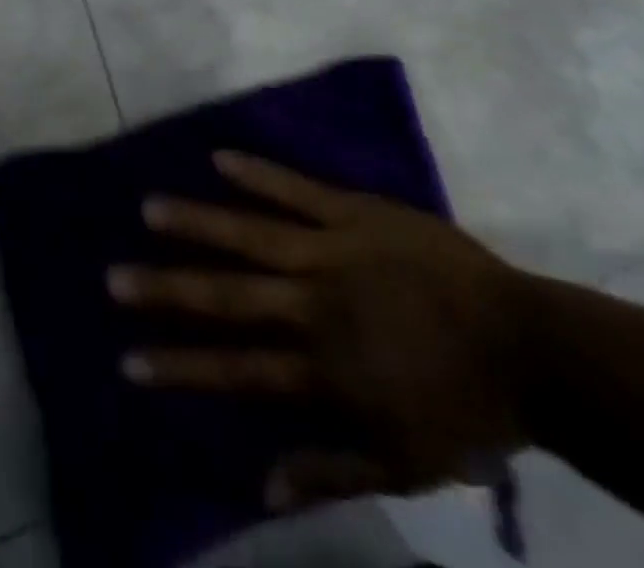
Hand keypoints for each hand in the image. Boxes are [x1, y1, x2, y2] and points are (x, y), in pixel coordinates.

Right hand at [108, 152, 528, 510]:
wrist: (528, 345)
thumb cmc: (463, 409)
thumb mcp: (402, 464)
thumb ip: (329, 470)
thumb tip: (259, 485)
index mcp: (322, 366)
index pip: (233, 366)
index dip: (178, 364)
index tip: (128, 358)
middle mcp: (313, 303)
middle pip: (227, 295)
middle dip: (166, 287)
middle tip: (114, 276)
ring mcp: (331, 249)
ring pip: (250, 233)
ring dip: (197, 221)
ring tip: (149, 208)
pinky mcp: (354, 212)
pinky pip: (297, 189)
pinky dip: (258, 174)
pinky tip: (220, 158)